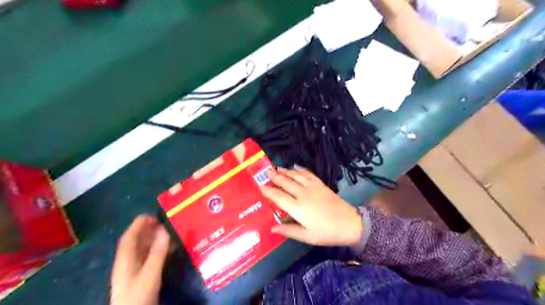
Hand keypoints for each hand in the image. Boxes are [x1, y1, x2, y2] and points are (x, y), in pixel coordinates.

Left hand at [109, 215, 169, 302]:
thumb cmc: (138, 295)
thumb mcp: (150, 272)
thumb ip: (157, 251)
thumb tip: (164, 230)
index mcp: (125, 260)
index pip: (129, 237)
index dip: (137, 224)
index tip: (150, 215)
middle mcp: (127, 262)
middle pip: (135, 242)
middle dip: (147, 230)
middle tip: (161, 222)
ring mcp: (133, 270)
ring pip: (142, 250)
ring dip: (153, 239)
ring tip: (166, 232)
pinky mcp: (141, 277)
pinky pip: (148, 258)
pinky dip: (157, 250)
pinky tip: (167, 249)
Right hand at [262, 167, 362, 247]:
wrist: (350, 223)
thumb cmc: (326, 233)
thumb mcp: (306, 236)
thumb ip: (288, 230)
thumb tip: (272, 228)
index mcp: (297, 208)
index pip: (278, 197)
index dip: (269, 191)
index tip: (261, 186)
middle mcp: (303, 194)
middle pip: (286, 183)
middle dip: (275, 177)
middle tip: (266, 172)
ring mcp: (313, 187)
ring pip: (296, 176)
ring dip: (286, 171)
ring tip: (277, 168)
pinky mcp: (321, 184)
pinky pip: (308, 174)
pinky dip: (300, 170)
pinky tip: (295, 167)